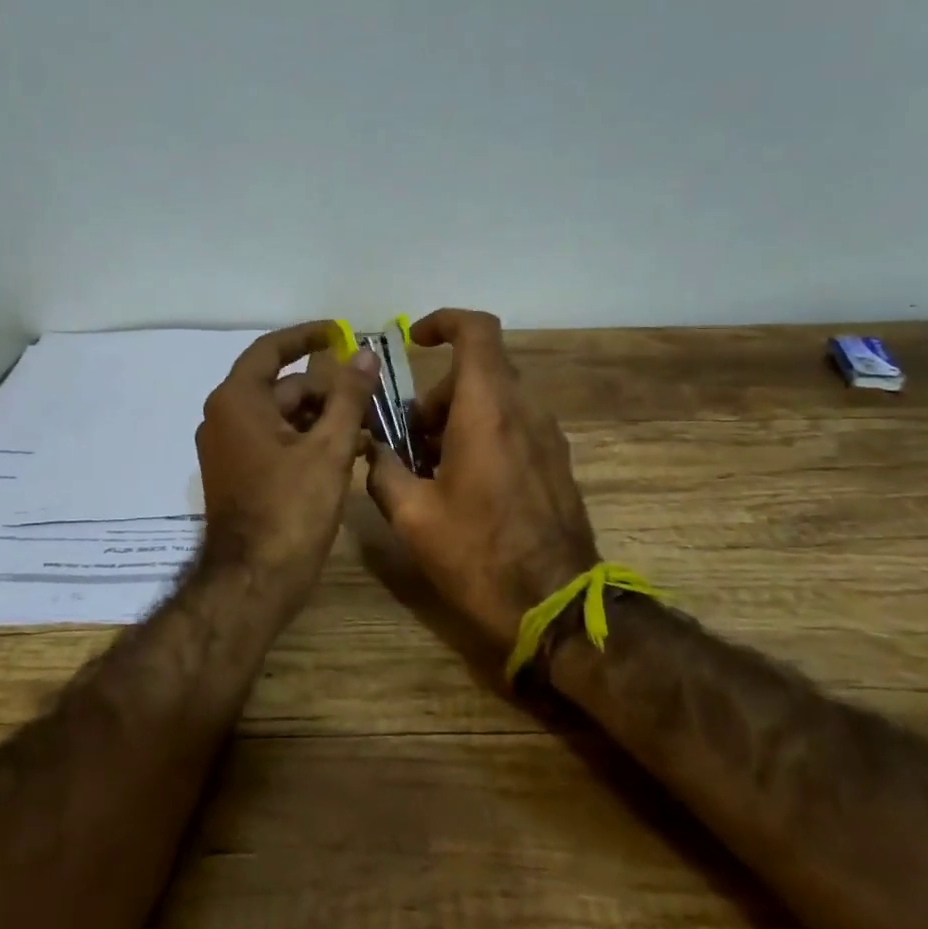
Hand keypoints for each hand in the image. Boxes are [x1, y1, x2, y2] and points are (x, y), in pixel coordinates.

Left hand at [196, 322, 380, 601]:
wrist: (253, 582)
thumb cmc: (290, 509)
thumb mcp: (328, 448)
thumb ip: (348, 397)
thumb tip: (364, 355)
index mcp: (237, 401)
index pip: (271, 350)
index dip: (307, 337)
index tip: (340, 332)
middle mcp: (224, 417)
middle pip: (282, 387)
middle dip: (327, 389)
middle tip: (371, 395)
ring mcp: (228, 449)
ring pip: (282, 417)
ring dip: (322, 417)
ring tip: (367, 427)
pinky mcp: (238, 475)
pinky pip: (275, 442)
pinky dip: (307, 440)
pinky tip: (347, 452)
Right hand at [365, 309, 598, 653]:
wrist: (556, 605)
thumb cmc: (478, 554)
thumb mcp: (412, 516)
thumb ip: (383, 471)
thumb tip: (371, 450)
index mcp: (487, 409)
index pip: (476, 331)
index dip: (444, 322)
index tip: (415, 341)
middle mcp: (524, 410)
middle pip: (478, 371)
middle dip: (436, 394)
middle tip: (408, 440)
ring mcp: (546, 437)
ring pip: (496, 400)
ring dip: (458, 418)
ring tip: (431, 469)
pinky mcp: (555, 463)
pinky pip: (514, 426)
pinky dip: (483, 435)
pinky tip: (464, 486)